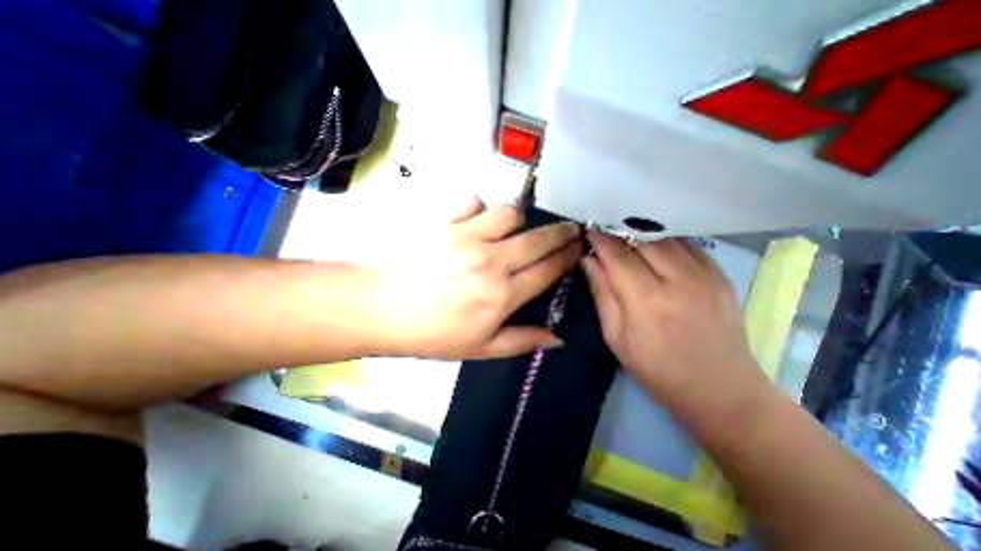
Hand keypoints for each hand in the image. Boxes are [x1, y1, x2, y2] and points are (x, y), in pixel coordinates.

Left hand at [368, 200, 579, 358]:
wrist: (381, 309)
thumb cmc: (431, 334)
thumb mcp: (480, 348)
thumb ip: (522, 340)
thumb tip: (557, 338)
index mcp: (503, 295)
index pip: (548, 270)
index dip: (569, 256)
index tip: (579, 247)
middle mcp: (492, 261)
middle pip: (539, 238)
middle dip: (561, 232)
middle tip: (570, 229)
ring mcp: (467, 237)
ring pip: (509, 212)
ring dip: (517, 219)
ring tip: (513, 228)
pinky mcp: (444, 221)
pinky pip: (472, 201)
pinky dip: (478, 208)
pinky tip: (473, 220)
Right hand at [576, 232, 769, 420]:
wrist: (721, 390)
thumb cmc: (657, 369)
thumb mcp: (616, 337)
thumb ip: (602, 294)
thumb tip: (588, 260)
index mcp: (647, 300)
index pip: (617, 255)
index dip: (599, 238)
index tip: (587, 227)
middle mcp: (678, 280)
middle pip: (642, 238)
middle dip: (619, 230)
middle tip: (603, 229)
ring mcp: (705, 275)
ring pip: (666, 237)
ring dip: (641, 232)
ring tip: (625, 235)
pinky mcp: (721, 275)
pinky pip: (688, 244)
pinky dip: (666, 239)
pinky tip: (654, 245)